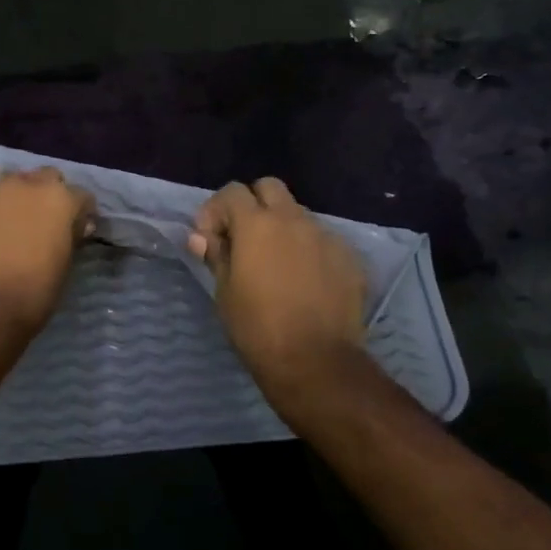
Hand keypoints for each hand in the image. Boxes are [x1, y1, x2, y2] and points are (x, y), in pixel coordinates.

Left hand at [0, 165, 93, 334]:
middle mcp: (28, 185)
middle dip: (50, 195)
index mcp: (60, 200)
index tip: (77, 229)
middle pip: (47, 178)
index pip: (82, 197)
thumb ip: (71, 237)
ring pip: (12, 178)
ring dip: (18, 192)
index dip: (81, 214)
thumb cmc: (33, 295)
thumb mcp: (65, 266)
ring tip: (13, 213)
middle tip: (44, 221)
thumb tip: (76, 225)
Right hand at [188, 178, 365, 377]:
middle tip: (243, 238)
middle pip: (269, 188)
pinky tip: (304, 280)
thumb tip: (202, 237)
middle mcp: (294, 220)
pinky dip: (308, 249)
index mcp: (257, 224)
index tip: (210, 237)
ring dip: (282, 227)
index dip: (216, 209)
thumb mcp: (225, 292)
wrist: (315, 361)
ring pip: (298, 214)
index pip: (232, 191)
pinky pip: (323, 240)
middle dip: (252, 204)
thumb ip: (216, 255)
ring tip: (276, 262)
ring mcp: (326, 236)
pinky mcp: (349, 257)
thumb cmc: (257, 328)